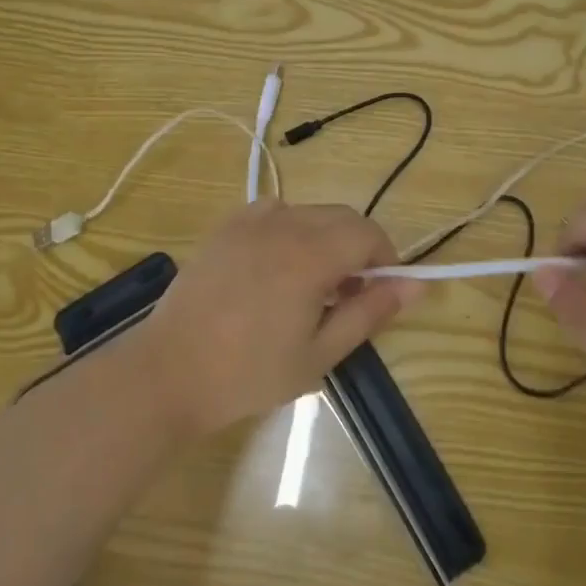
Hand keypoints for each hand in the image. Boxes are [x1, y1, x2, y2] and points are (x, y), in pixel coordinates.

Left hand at [136, 200, 419, 436]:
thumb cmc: (249, 373)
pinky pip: (274, 212)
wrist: (169, 372)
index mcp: (311, 254)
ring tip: (310, 284)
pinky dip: (290, 229)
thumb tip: (416, 285)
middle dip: (358, 248)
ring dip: (326, 238)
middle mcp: (284, 224)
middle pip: (342, 217)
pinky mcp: (225, 226)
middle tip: (347, 295)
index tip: (379, 293)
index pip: (368, 234)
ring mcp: (250, 221)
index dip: (386, 259)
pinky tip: (275, 264)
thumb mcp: (320, 353)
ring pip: (310, 212)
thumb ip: (370, 312)